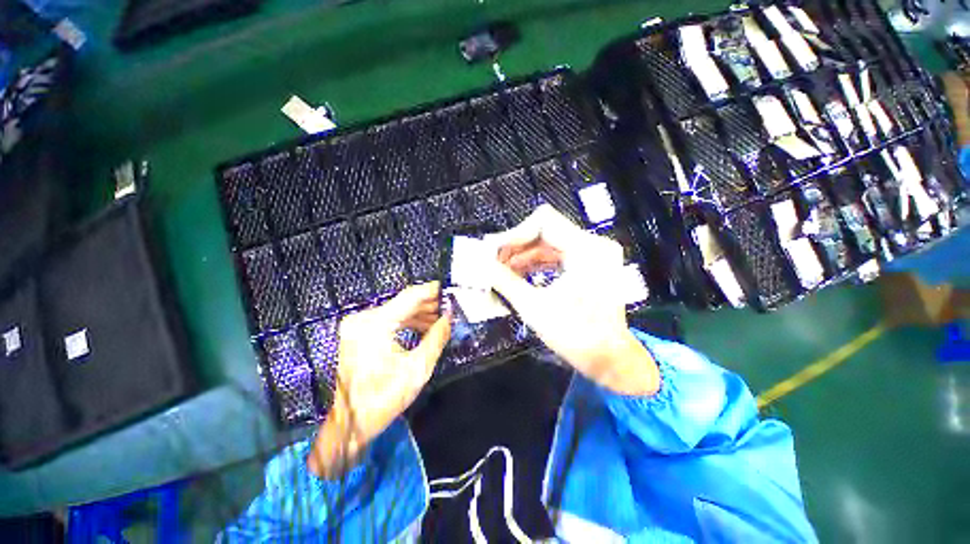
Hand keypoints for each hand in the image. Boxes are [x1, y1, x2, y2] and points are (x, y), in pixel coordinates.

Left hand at [308, 282, 450, 477]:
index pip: (410, 297)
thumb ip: (437, 338)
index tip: (449, 289)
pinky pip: (389, 320)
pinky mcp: (359, 333)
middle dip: (428, 304)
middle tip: (449, 307)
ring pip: (397, 311)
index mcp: (375, 325)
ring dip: (419, 314)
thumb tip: (449, 318)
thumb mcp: (417, 369)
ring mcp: (359, 325)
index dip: (432, 291)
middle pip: (403, 302)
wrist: (350, 423)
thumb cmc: (382, 399)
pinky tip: (424, 327)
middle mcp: (364, 319)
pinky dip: (407, 322)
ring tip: (440, 320)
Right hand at [487, 206, 658, 395]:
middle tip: (493, 262)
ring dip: (523, 256)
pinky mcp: (590, 264)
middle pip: (545, 231)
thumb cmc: (576, 336)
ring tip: (501, 271)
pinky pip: (557, 254)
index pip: (543, 222)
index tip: (493, 251)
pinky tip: (519, 274)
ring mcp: (593, 254)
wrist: (609, 358)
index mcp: (586, 250)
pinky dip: (536, 263)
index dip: (514, 235)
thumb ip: (503, 280)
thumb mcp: (533, 307)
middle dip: (516, 247)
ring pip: (549, 243)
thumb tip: (479, 264)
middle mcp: (594, 245)